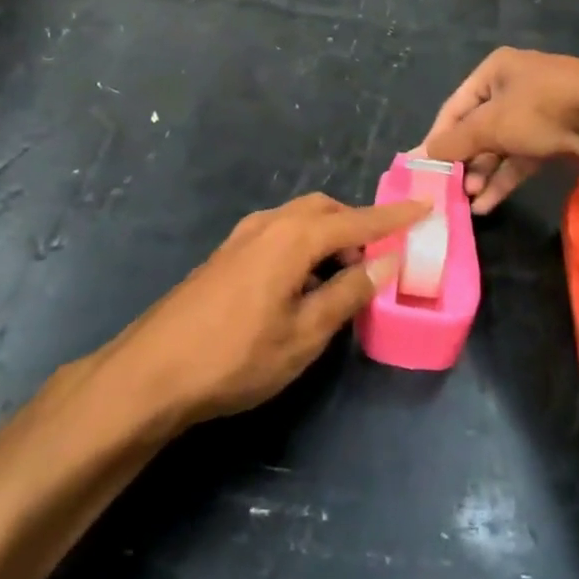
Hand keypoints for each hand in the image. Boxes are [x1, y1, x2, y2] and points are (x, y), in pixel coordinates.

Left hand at [112, 193, 427, 427]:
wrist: (153, 371)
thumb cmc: (236, 356)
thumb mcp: (304, 334)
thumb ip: (347, 293)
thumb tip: (384, 261)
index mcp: (292, 237)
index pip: (356, 220)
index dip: (394, 217)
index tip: (426, 206)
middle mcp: (268, 224)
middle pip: (324, 210)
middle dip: (357, 224)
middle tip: (380, 255)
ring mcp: (241, 237)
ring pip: (298, 219)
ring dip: (329, 235)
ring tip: (345, 273)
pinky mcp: (226, 254)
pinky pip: (279, 233)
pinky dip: (304, 244)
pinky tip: (304, 281)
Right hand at [422, 48, 578, 213]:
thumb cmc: (540, 110)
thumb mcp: (490, 125)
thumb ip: (455, 142)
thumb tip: (421, 154)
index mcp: (495, 70)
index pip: (455, 106)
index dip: (439, 137)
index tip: (426, 167)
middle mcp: (515, 85)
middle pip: (479, 127)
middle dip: (466, 161)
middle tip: (452, 189)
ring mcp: (540, 111)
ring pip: (502, 145)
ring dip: (485, 173)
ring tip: (470, 202)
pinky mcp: (558, 135)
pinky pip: (523, 156)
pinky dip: (506, 177)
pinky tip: (489, 203)